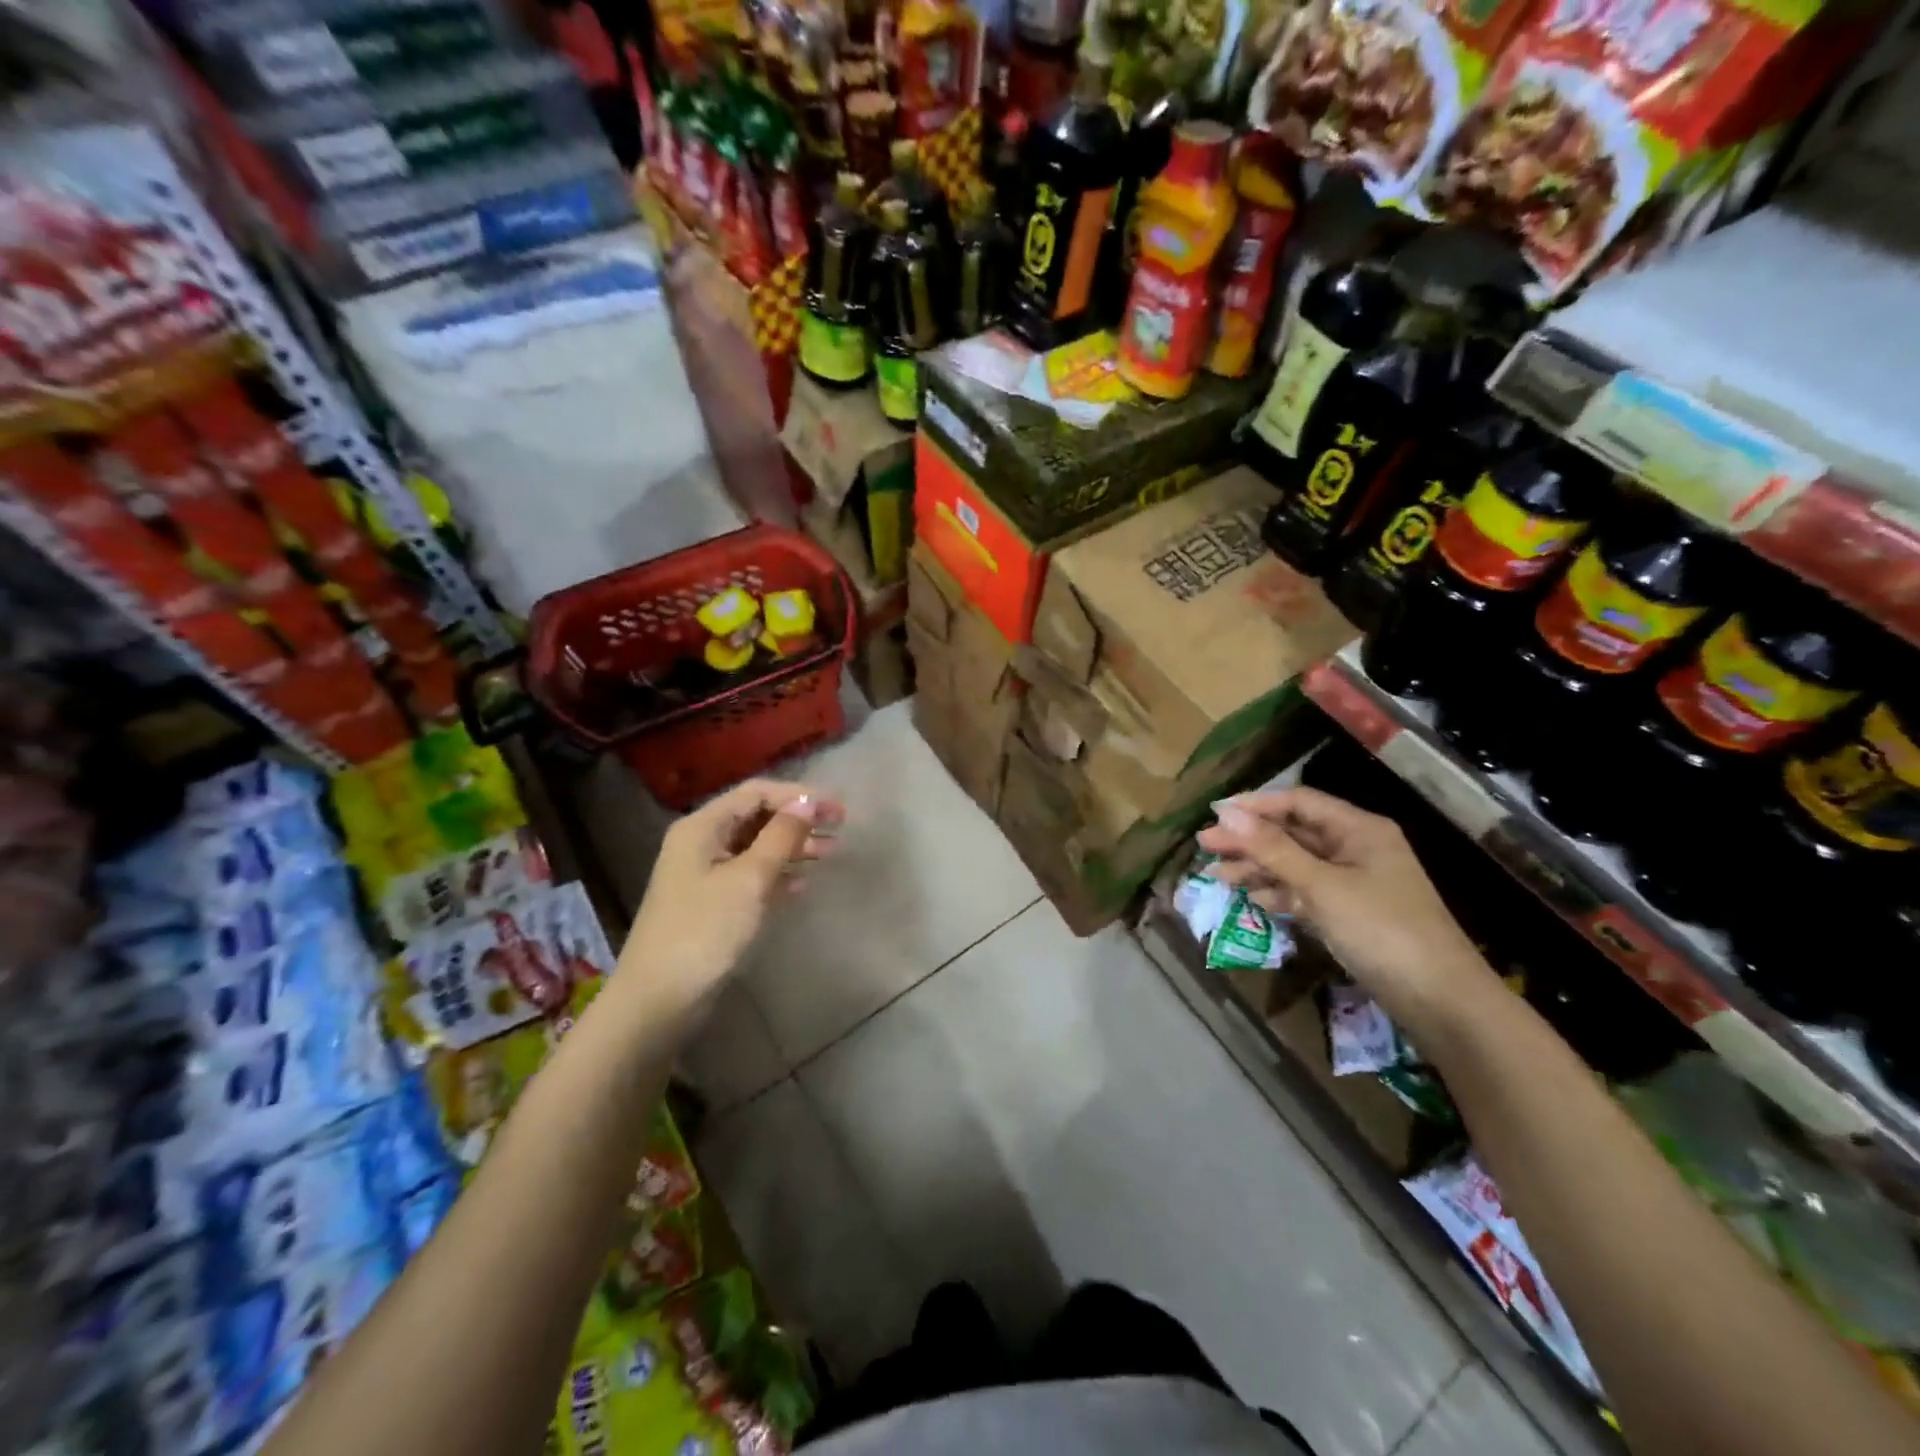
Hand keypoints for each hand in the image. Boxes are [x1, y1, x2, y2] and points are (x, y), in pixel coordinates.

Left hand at [618, 778, 842, 1014]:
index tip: (835, 808)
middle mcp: (702, 844)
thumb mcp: (748, 879)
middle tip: (840, 828)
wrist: (659, 999)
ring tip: (831, 852)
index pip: (755, 793)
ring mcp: (706, 876)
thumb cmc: (704, 930)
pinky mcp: (713, 905)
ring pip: (757, 848)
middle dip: (798, 820)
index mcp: (702, 827)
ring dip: (793, 846)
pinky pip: (752, 877)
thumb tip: (808, 802)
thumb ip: (780, 837)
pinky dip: (779, 874)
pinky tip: (803, 883)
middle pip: (757, 818)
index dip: (798, 795)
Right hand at [1195, 786, 1492, 1036]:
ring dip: (1258, 868)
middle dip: (1249, 839)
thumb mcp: (1321, 886)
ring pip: (1296, 864)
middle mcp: (1356, 848)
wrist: (1441, 1001)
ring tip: (1218, 876)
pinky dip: (1280, 894)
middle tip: (1205, 847)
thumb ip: (1272, 849)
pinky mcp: (1350, 913)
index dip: (1254, 806)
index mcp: (1358, 829)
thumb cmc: (1381, 930)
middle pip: (1293, 833)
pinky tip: (1253, 900)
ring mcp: (1354, 882)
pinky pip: (1306, 892)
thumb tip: (1225, 813)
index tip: (1214, 815)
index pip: (1297, 802)